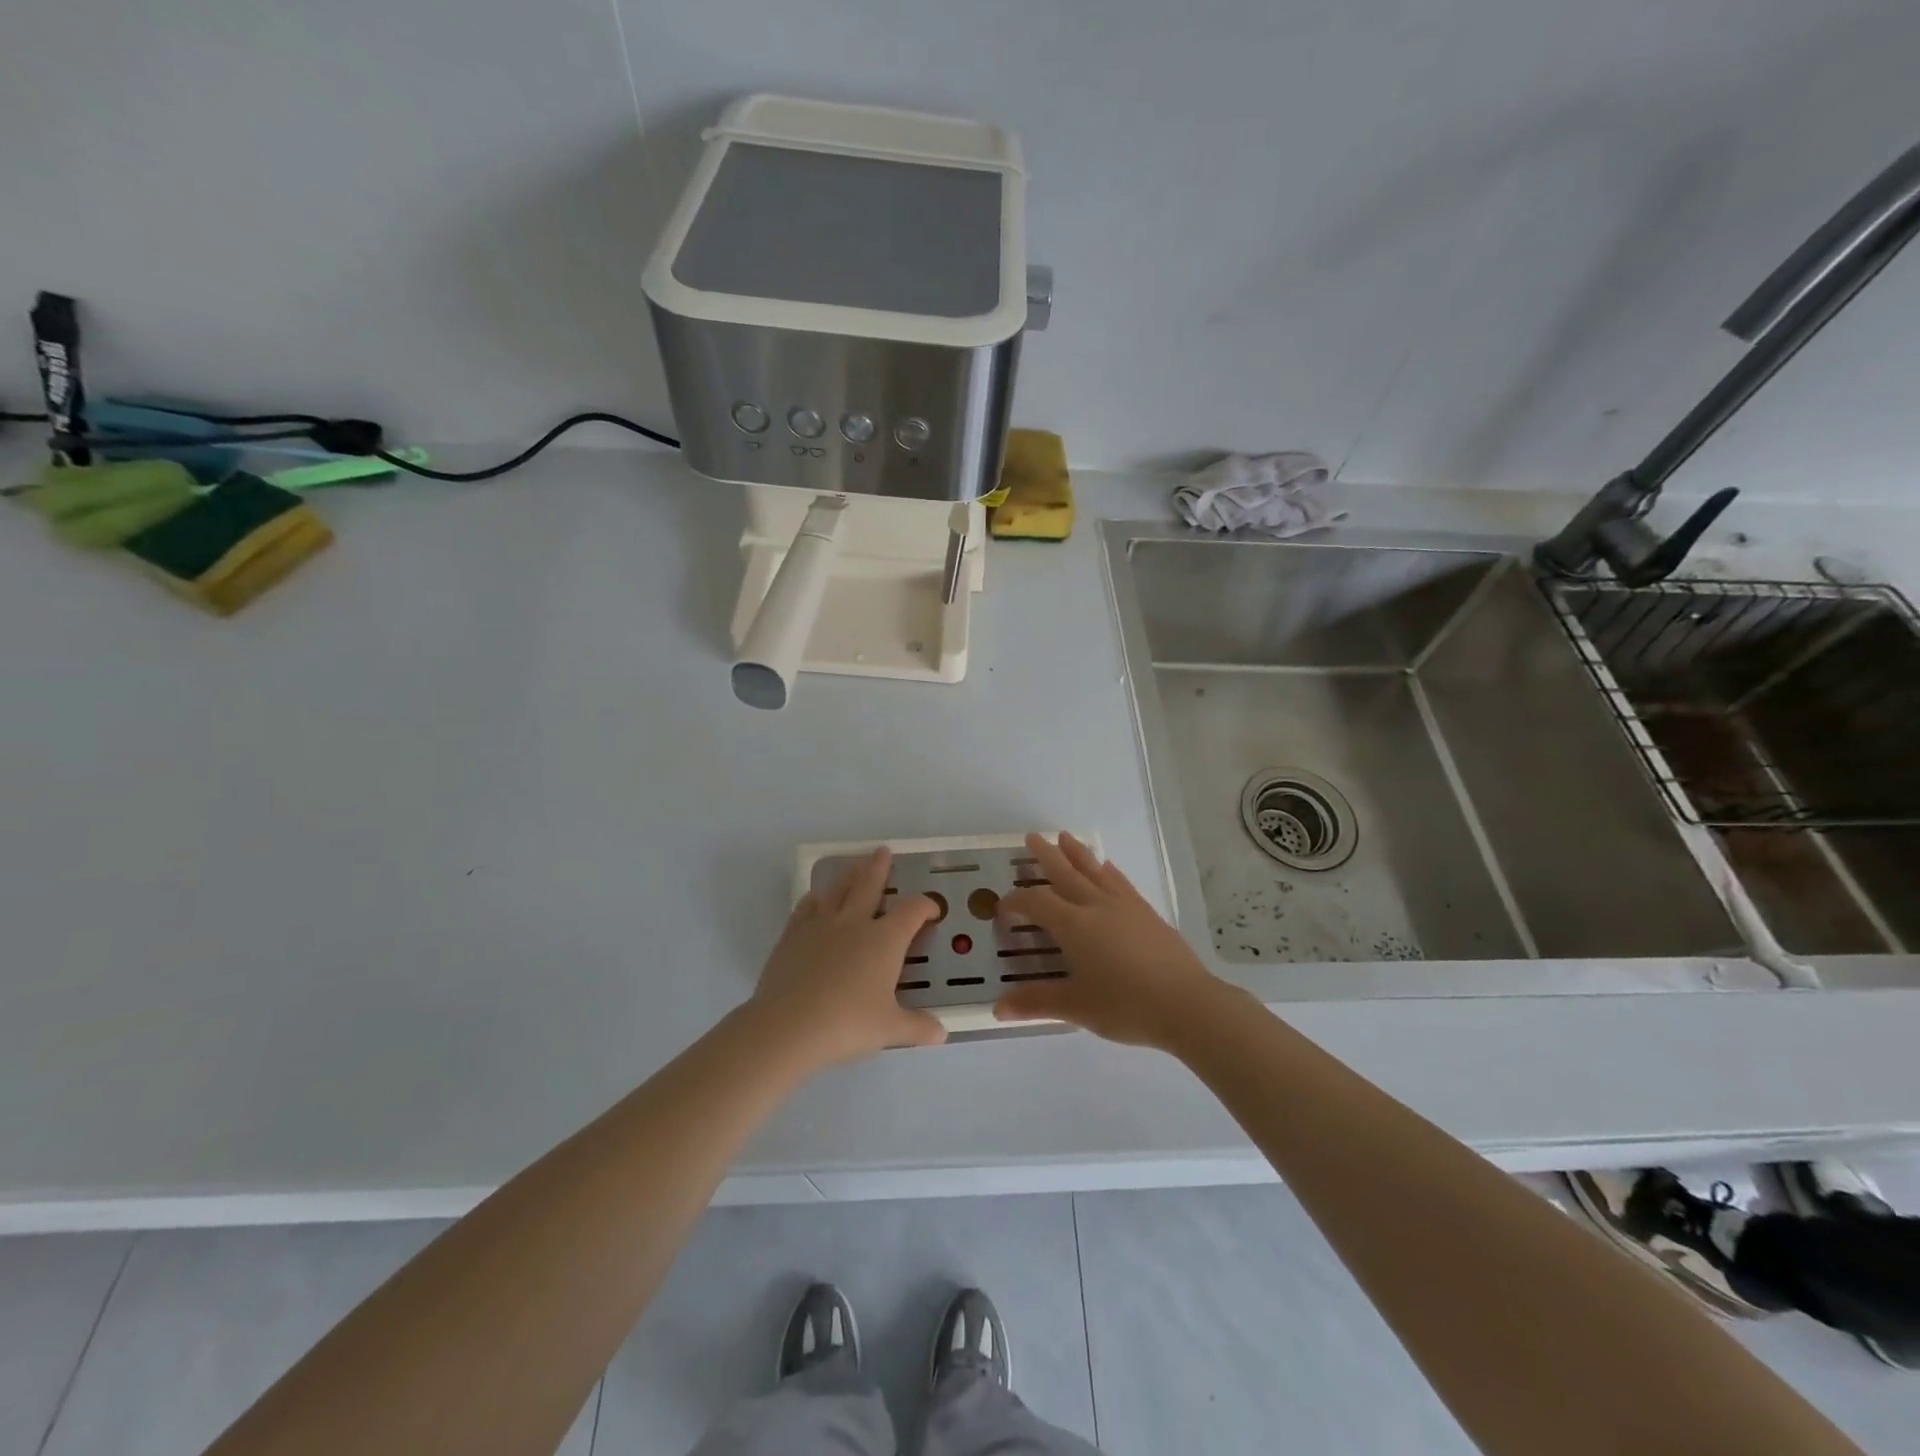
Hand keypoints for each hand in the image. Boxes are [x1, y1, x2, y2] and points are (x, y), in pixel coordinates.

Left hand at [752, 847, 946, 1067]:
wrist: (788, 1026)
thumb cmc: (847, 1024)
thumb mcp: (889, 1030)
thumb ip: (917, 1027)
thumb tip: (941, 1033)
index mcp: (884, 940)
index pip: (912, 912)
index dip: (925, 906)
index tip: (932, 910)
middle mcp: (854, 923)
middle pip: (870, 885)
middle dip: (879, 868)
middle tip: (883, 851)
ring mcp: (820, 926)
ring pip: (838, 891)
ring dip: (849, 876)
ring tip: (855, 866)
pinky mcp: (793, 936)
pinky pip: (806, 909)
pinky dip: (814, 900)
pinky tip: (815, 899)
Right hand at [994, 832, 1226, 1049]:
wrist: (1186, 1004)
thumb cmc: (1125, 1005)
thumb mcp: (1075, 1007)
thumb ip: (1036, 1002)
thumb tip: (997, 1009)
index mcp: (1073, 925)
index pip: (1036, 903)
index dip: (1016, 902)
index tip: (1003, 908)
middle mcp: (1095, 906)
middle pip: (1065, 872)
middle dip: (1045, 855)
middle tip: (1031, 836)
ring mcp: (1124, 906)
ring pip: (1094, 870)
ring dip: (1077, 852)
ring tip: (1065, 836)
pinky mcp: (1146, 912)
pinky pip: (1120, 882)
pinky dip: (1108, 870)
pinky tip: (1107, 866)